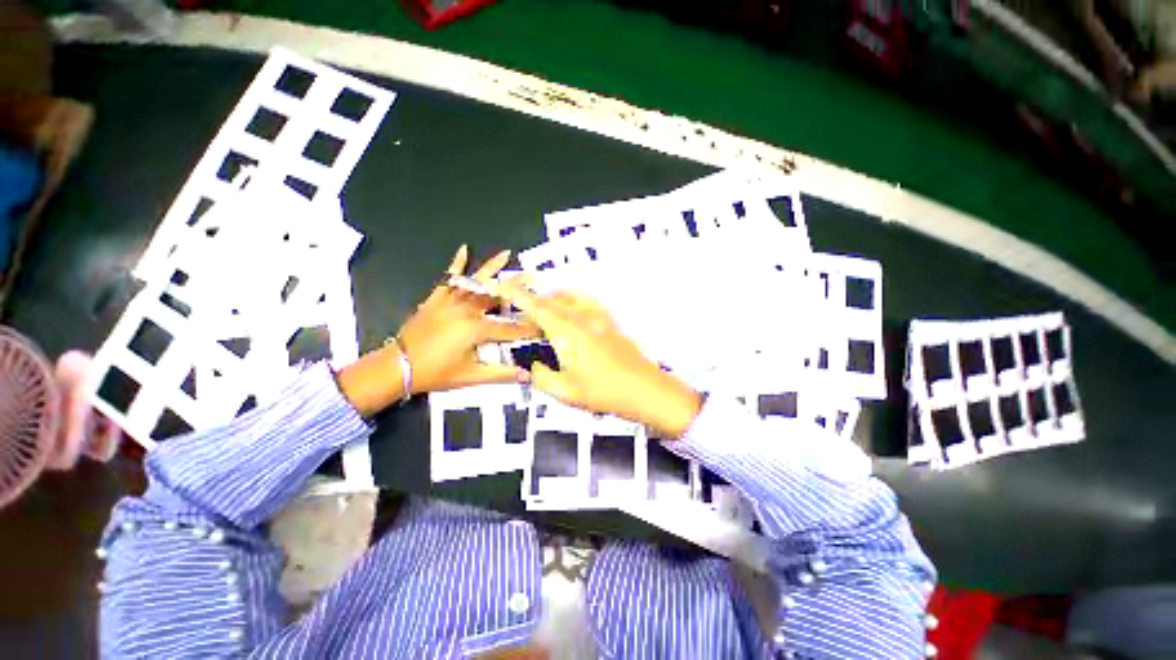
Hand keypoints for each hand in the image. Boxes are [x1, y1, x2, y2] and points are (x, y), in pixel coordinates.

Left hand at [398, 245, 538, 393]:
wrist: (396, 367)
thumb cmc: (435, 373)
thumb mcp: (471, 376)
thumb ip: (501, 374)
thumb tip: (527, 376)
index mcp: (476, 329)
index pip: (511, 328)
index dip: (530, 328)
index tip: (545, 325)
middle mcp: (466, 310)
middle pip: (498, 296)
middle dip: (518, 288)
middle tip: (534, 277)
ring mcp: (450, 302)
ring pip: (476, 282)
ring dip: (493, 268)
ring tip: (506, 254)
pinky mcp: (436, 299)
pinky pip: (448, 279)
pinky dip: (456, 264)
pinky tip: (463, 250)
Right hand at [491, 280, 701, 437]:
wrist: (644, 389)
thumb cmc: (604, 393)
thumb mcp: (565, 392)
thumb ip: (542, 377)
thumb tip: (535, 366)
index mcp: (567, 333)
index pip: (536, 308)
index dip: (517, 294)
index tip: (501, 284)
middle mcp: (581, 319)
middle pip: (552, 300)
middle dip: (532, 299)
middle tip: (518, 307)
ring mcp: (598, 319)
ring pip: (569, 298)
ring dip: (551, 299)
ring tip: (541, 308)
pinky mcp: (609, 323)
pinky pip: (587, 302)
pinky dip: (572, 300)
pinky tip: (572, 308)